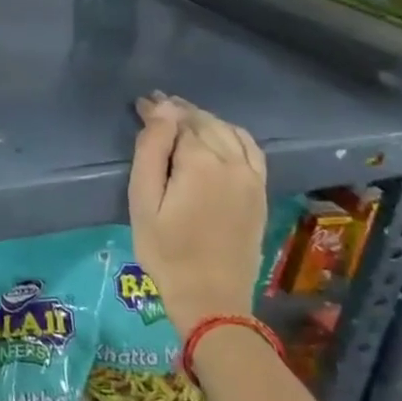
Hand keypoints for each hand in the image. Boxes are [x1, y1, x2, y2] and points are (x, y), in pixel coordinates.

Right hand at [128, 93, 266, 337]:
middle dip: (180, 110)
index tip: (140, 103)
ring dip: (205, 119)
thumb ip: (151, 151)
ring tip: (182, 118)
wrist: (211, 297)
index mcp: (201, 162)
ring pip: (228, 131)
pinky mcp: (260, 192)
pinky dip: (232, 134)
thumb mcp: (143, 201)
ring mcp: (252, 177)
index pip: (178, 120)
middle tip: (156, 105)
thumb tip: (161, 110)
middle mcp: (232, 162)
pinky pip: (250, 149)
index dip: (158, 110)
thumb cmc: (165, 250)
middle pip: (205, 122)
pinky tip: (219, 135)